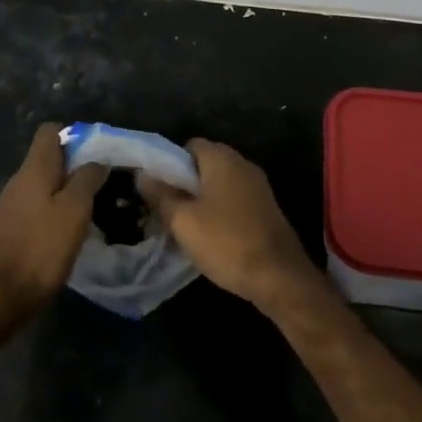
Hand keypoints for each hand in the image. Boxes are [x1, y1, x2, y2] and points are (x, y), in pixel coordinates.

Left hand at [0, 124, 106, 324]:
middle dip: (76, 166)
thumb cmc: (40, 248)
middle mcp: (19, 180)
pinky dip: (55, 212)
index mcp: (33, 168)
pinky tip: (70, 232)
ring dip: (68, 191)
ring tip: (93, 208)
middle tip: (103, 183)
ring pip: (45, 185)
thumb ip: (87, 178)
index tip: (98, 153)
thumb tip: (97, 161)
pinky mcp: (10, 230)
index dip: (75, 135)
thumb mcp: (74, 210)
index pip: (50, 131)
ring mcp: (11, 206)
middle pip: (49, 158)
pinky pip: (38, 207)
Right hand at [140, 139, 320, 313]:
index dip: (170, 164)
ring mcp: (257, 185)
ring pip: (220, 183)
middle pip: (205, 164)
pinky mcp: (266, 207)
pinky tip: (212, 236)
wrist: (279, 275)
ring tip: (186, 227)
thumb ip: (161, 195)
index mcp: (221, 158)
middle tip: (168, 210)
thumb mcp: (183, 221)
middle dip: (185, 184)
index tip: (159, 189)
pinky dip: (220, 211)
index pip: (189, 145)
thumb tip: (142, 174)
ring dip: (202, 200)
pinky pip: (235, 199)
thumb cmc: (227, 242)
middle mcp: (241, 163)